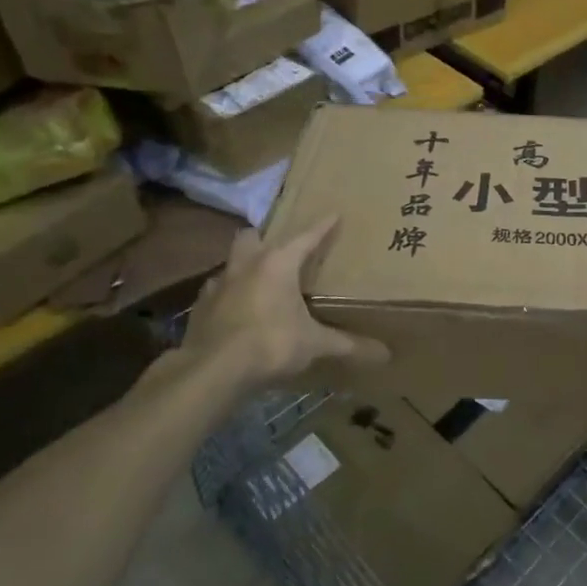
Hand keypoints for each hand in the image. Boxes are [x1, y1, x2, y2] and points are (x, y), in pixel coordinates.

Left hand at [174, 217, 388, 392]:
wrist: (213, 371)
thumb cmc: (271, 344)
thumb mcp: (315, 344)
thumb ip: (348, 345)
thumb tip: (387, 355)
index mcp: (278, 264)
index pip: (306, 237)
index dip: (322, 226)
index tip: (334, 214)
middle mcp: (246, 266)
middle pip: (251, 237)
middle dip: (264, 238)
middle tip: (279, 249)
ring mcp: (217, 286)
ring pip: (230, 263)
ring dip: (243, 268)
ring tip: (258, 281)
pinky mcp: (199, 309)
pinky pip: (215, 293)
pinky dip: (227, 297)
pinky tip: (236, 311)